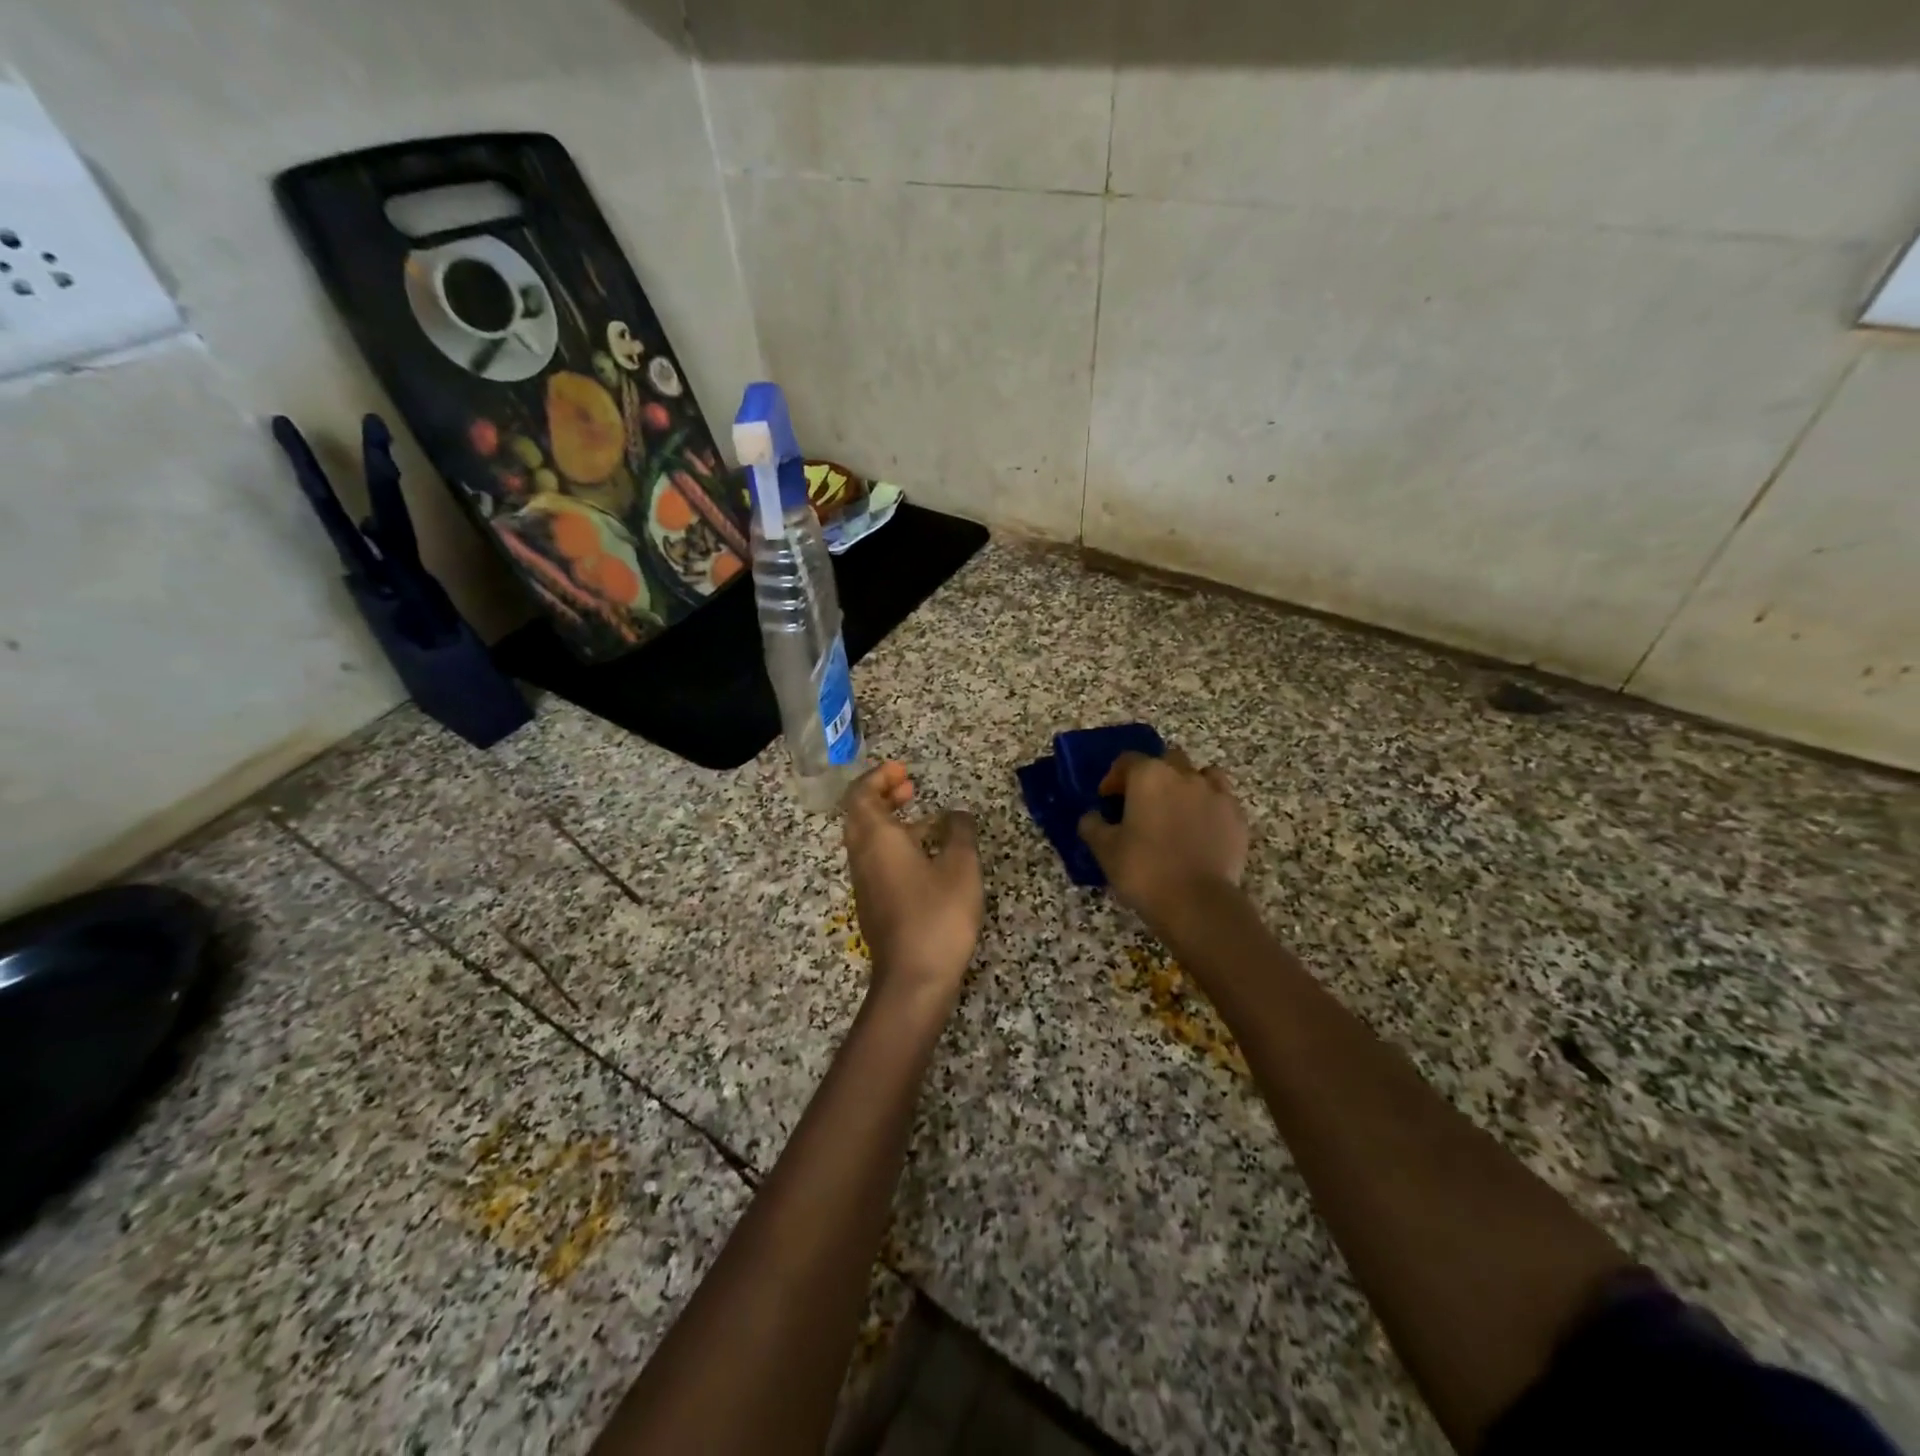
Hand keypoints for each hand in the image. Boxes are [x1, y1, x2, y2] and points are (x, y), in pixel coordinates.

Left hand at [842, 762, 983, 1014]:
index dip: (878, 777)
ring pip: (868, 839)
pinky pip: (877, 861)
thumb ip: (960, 832)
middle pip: (860, 814)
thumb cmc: (937, 915)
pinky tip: (928, 858)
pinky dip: (895, 845)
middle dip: (883, 794)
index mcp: (876, 839)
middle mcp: (862, 856)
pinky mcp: (874, 905)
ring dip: (891, 820)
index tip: (903, 769)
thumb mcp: (961, 867)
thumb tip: (957, 814)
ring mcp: (866, 883)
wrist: (913, 980)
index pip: (860, 794)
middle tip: (911, 786)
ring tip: (928, 819)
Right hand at [1076, 748, 1248, 927]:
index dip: (1114, 778)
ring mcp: (1216, 794)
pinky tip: (1201, 829)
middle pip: (1167, 760)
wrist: (1197, 903)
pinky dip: (1209, 807)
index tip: (1107, 799)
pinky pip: (1221, 800)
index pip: (1127, 761)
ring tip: (1178, 810)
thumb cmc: (1144, 870)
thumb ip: (1093, 825)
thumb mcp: (1104, 850)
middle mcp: (1184, 775)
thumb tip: (1092, 816)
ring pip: (1201, 775)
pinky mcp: (1237, 817)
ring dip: (1187, 785)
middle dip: (1153, 775)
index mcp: (1149, 776)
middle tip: (1142, 803)